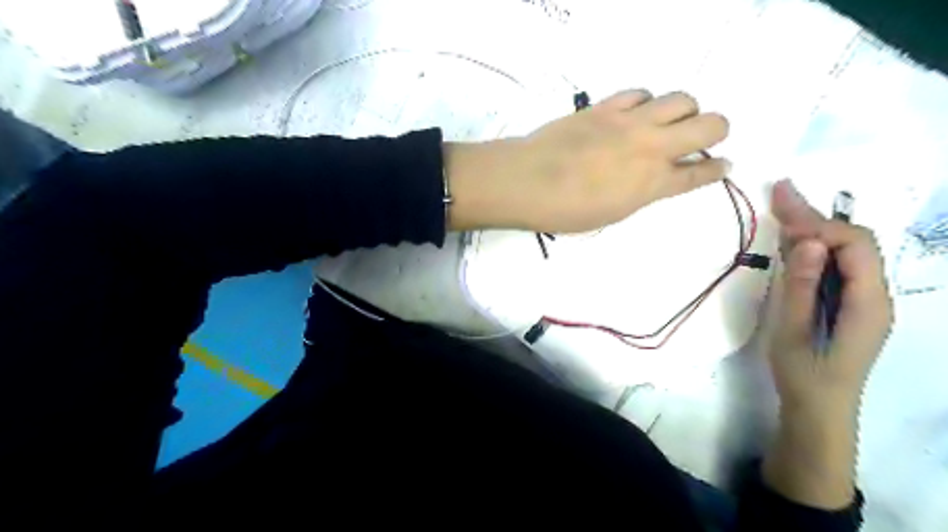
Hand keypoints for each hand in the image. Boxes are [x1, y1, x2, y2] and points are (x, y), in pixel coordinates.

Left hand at [449, 90, 727, 233]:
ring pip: (682, 99)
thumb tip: (651, 180)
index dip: (717, 170)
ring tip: (667, 122)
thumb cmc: (566, 212)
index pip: (700, 173)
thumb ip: (640, 194)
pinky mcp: (606, 107)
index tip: (723, 165)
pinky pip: (639, 92)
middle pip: (711, 124)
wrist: (528, 182)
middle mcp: (652, 148)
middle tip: (704, 138)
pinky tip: (636, 111)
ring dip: (685, 110)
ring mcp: (630, 122)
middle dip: (717, 130)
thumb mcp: (611, 215)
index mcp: (653, 184)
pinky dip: (646, 101)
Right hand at [764, 179, 893, 410]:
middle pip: (851, 242)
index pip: (854, 245)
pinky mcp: (844, 303)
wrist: (818, 409)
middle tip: (779, 191)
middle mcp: (873, 294)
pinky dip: (809, 248)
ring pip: (841, 251)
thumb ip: (802, 287)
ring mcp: (860, 298)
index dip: (820, 226)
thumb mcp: (793, 332)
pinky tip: (788, 238)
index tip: (781, 218)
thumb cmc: (804, 375)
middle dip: (814, 216)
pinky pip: (832, 266)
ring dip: (810, 228)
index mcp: (868, 302)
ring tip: (780, 204)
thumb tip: (809, 241)